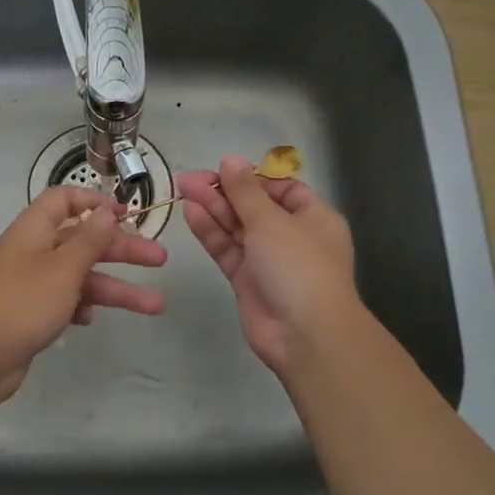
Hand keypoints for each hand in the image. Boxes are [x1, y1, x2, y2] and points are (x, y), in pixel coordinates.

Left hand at [0, 186, 166, 406]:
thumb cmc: (21, 304)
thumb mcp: (62, 269)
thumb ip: (89, 240)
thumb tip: (106, 210)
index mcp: (34, 230)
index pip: (64, 200)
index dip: (95, 202)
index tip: (127, 215)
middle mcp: (33, 251)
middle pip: (83, 241)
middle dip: (122, 249)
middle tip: (159, 260)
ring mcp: (31, 284)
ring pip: (80, 277)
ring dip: (115, 288)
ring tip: (154, 305)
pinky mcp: (30, 313)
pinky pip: (64, 301)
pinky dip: (82, 306)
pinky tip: (92, 319)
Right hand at [177, 155, 358, 376]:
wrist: (304, 334)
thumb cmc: (298, 266)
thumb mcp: (271, 220)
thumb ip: (245, 190)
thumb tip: (230, 159)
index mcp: (312, 217)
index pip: (280, 189)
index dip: (251, 178)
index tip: (222, 170)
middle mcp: (291, 236)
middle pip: (253, 207)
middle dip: (223, 192)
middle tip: (187, 180)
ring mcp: (268, 260)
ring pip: (237, 228)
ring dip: (212, 209)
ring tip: (182, 190)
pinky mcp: (247, 281)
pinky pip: (227, 250)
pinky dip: (210, 232)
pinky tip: (190, 214)